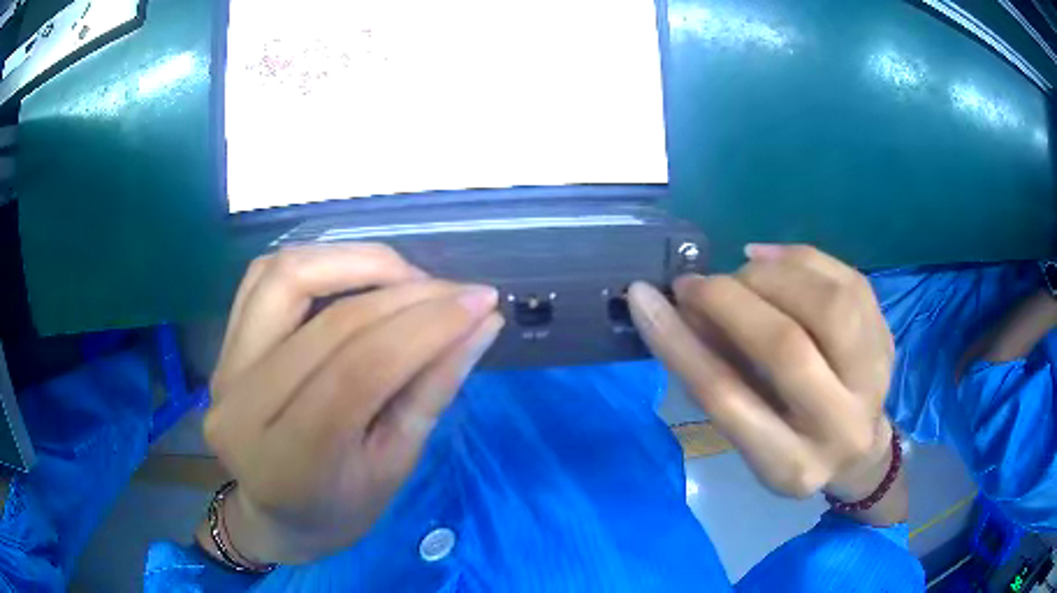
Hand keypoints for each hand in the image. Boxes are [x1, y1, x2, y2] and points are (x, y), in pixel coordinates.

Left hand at [202, 244, 502, 564]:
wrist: (275, 513)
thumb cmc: (340, 508)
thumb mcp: (395, 466)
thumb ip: (433, 390)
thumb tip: (481, 324)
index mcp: (291, 459)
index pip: (363, 369)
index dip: (428, 326)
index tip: (482, 303)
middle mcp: (244, 404)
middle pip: (331, 322)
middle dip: (407, 294)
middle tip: (456, 292)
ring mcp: (225, 367)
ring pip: (288, 275)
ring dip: (357, 261)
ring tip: (407, 278)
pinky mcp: (223, 344)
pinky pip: (265, 275)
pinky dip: (318, 261)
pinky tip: (355, 276)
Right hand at [629, 245, 897, 506]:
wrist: (858, 450)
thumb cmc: (791, 447)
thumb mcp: (748, 437)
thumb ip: (717, 380)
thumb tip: (685, 311)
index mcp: (790, 464)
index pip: (727, 397)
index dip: (679, 342)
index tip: (644, 298)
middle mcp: (839, 426)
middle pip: (786, 346)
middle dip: (728, 301)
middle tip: (694, 283)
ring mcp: (874, 379)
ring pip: (827, 304)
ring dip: (770, 276)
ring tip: (739, 273)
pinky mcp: (888, 339)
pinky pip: (848, 280)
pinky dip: (800, 258)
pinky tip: (768, 259)